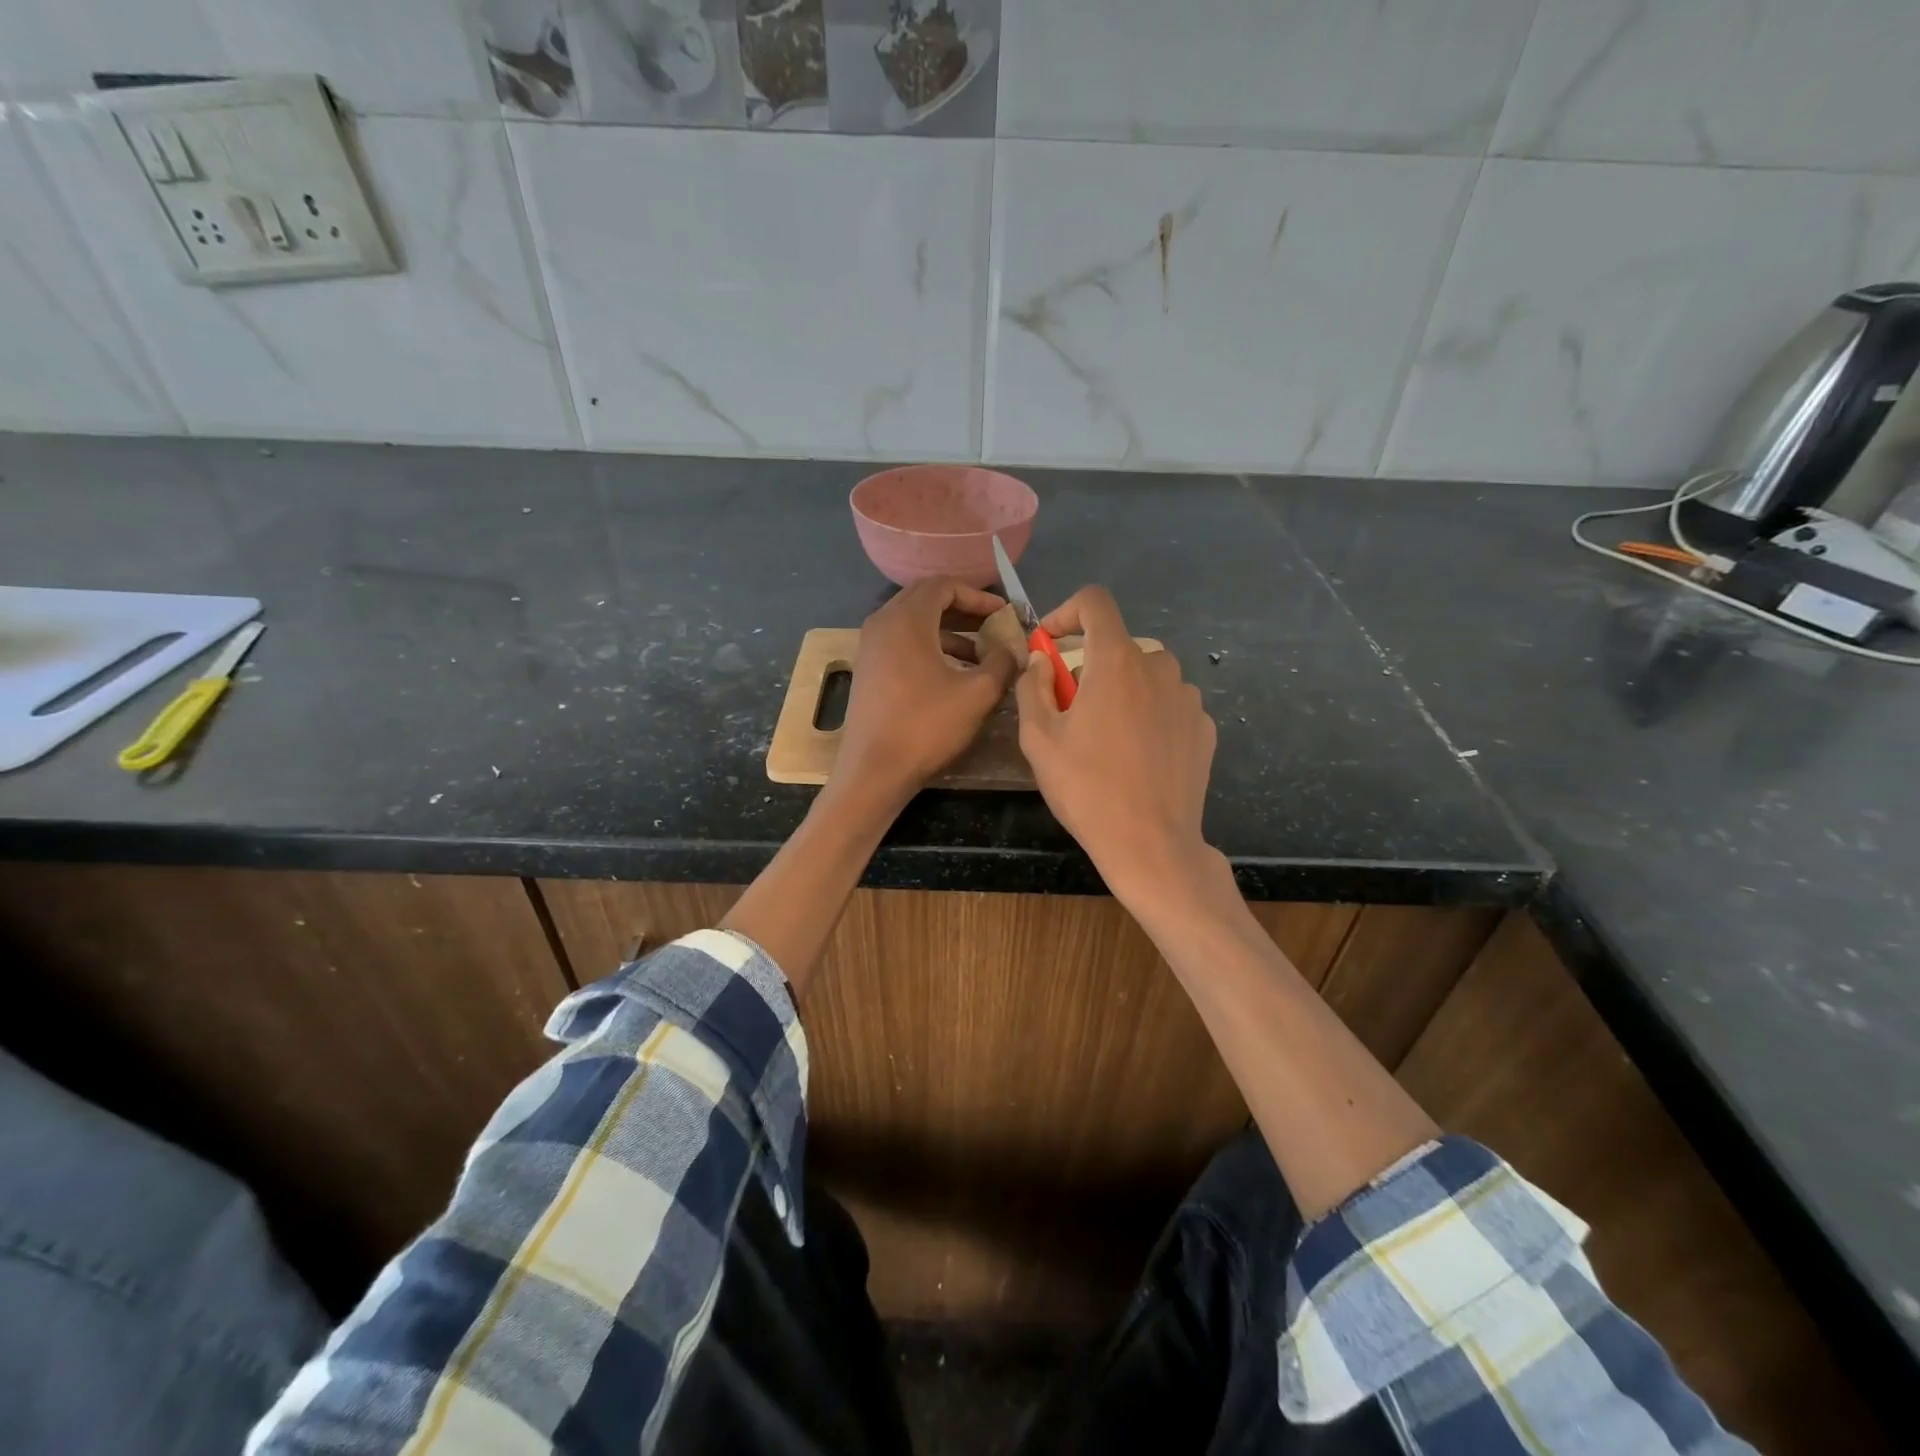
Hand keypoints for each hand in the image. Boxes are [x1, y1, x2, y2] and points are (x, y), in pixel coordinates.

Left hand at [834, 577, 1019, 806]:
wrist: (874, 770)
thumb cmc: (926, 726)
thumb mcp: (977, 694)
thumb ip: (1002, 663)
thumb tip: (1013, 649)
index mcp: (906, 619)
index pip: (943, 585)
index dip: (978, 596)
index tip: (1003, 613)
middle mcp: (883, 623)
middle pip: (926, 599)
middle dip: (963, 610)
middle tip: (993, 626)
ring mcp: (871, 647)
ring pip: (915, 623)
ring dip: (949, 632)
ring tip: (981, 655)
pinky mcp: (869, 669)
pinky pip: (903, 643)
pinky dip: (930, 648)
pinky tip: (954, 673)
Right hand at [1015, 587, 1218, 908]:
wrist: (1151, 844)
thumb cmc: (1087, 788)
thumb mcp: (1039, 738)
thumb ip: (1033, 686)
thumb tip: (1041, 660)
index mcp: (1117, 662)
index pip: (1095, 602)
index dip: (1066, 613)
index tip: (1050, 645)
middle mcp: (1160, 667)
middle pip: (1118, 646)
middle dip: (1090, 668)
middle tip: (1072, 711)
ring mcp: (1188, 698)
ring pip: (1146, 676)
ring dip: (1122, 691)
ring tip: (1107, 738)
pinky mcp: (1205, 727)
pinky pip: (1169, 705)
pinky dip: (1149, 715)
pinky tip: (1139, 756)